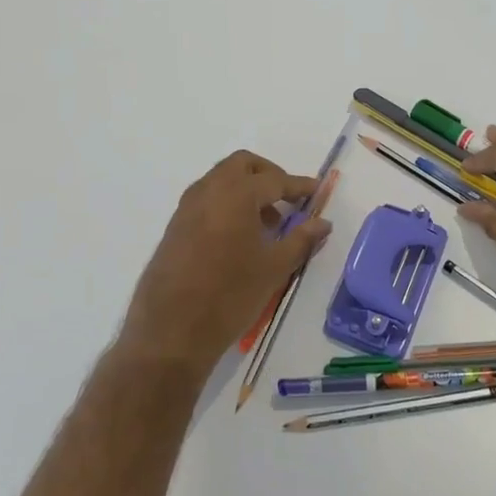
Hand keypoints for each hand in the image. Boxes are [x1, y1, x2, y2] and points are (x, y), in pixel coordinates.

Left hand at [120, 150, 331, 376]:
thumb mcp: (274, 268)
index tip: (316, 190)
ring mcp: (187, 207)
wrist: (171, 331)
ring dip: (246, 188)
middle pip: (242, 165)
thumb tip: (323, 223)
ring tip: (267, 222)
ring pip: (221, 179)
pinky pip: (206, 199)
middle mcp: (208, 191)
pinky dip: (227, 203)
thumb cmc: (230, 296)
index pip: (274, 180)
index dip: (298, 185)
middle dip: (268, 175)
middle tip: (287, 199)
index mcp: (236, 194)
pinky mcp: (175, 226)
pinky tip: (240, 236)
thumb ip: (301, 239)